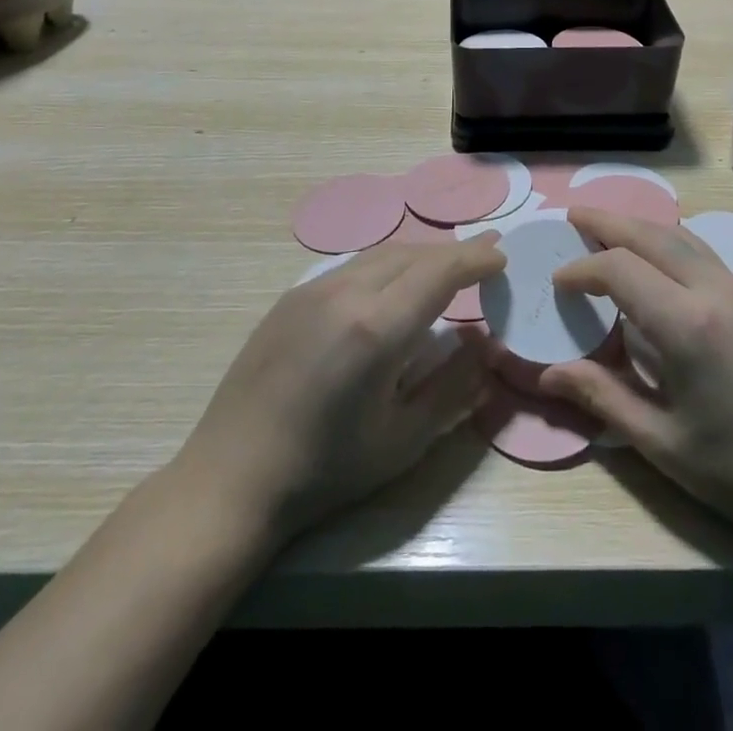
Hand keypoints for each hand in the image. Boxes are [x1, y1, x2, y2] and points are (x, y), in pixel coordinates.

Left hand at [170, 237, 503, 548]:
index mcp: (377, 327)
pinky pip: (353, 264)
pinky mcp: (292, 297)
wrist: (230, 480)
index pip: (440, 271)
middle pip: (413, 253)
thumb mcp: (402, 441)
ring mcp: (313, 289)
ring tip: (447, 264)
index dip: (475, 258)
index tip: (502, 257)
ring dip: (421, 254)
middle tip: (486, 253)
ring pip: (382, 253)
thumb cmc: (324, 471)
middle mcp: (346, 292)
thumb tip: (483, 345)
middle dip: (454, 251)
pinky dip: (388, 263)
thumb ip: (453, 388)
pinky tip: (394, 282)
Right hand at [538, 209, 732, 554]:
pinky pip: (701, 252)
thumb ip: (601, 396)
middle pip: (652, 235)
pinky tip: (655, 257)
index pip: (621, 269)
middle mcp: (714, 290)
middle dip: (609, 222)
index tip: (557, 280)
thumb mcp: (660, 440)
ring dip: (640, 226)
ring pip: (681, 236)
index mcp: (686, 323)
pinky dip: (667, 241)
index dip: (583, 269)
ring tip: (608, 228)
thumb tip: (547, 375)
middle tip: (573, 217)